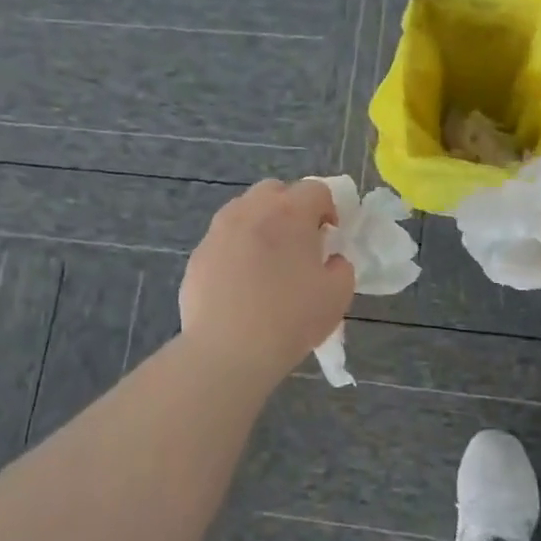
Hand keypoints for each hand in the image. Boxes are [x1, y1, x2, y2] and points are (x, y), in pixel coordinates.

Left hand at [180, 179, 355, 372]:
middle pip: (274, 190)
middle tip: (299, 242)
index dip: (328, 208)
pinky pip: (223, 240)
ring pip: (244, 211)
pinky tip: (241, 283)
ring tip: (267, 261)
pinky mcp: (198, 255)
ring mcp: (219, 231)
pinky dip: (236, 250)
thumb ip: (342, 267)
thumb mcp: (338, 295)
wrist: (228, 351)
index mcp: (289, 212)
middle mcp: (251, 210)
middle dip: (290, 207)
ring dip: (261, 225)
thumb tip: (331, 260)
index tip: (330, 236)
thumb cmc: (290, 319)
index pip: (316, 189)